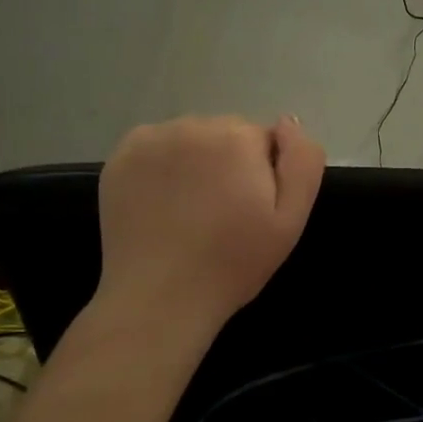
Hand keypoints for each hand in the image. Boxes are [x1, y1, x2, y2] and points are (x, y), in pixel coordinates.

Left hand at [96, 115, 324, 331]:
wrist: (160, 299)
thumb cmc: (233, 263)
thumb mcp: (291, 220)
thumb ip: (302, 162)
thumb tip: (288, 122)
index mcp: (238, 137)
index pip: (265, 140)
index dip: (264, 175)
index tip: (252, 210)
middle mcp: (193, 125)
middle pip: (226, 134)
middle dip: (230, 163)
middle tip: (223, 214)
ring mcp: (151, 139)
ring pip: (191, 139)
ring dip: (196, 162)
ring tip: (191, 212)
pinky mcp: (121, 157)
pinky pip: (156, 148)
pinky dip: (163, 166)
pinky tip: (163, 203)